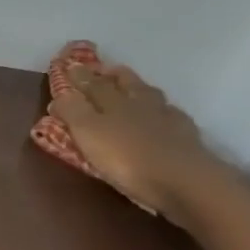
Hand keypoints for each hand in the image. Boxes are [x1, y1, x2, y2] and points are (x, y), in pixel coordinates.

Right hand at [49, 62, 233, 222]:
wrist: (186, 183)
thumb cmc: (128, 158)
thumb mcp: (88, 133)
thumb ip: (72, 110)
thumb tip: (62, 93)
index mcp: (114, 102)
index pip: (92, 83)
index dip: (80, 76)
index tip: (70, 66)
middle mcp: (141, 105)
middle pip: (126, 83)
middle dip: (112, 75)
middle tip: (103, 70)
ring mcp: (168, 120)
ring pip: (151, 97)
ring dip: (140, 90)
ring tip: (133, 90)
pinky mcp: (188, 139)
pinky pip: (173, 117)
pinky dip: (164, 113)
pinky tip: (164, 117)